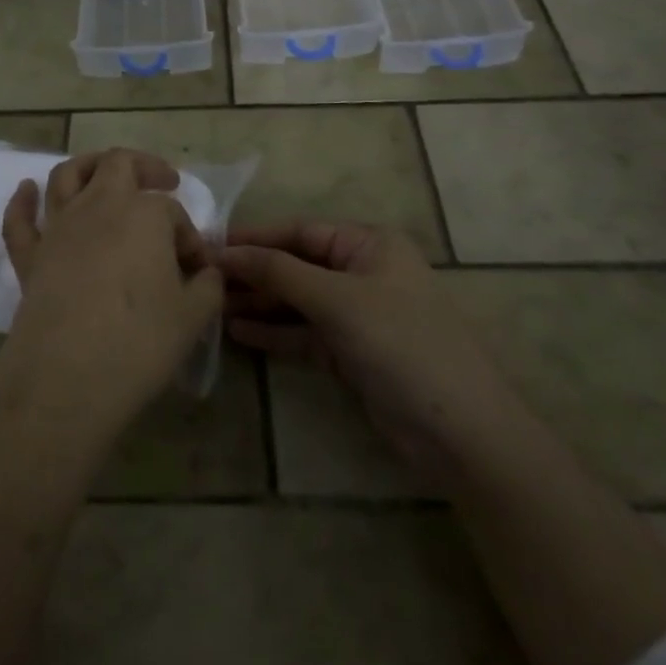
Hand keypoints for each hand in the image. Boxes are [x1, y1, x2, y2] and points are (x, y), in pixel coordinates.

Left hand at [0, 149, 223, 438]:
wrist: (67, 376)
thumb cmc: (138, 341)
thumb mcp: (192, 317)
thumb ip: (207, 287)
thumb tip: (207, 273)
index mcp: (144, 213)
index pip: (173, 213)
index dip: (189, 237)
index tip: (197, 270)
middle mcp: (99, 205)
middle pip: (118, 164)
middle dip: (144, 167)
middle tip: (163, 181)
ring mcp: (59, 227)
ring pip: (67, 175)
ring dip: (88, 166)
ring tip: (104, 172)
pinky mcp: (30, 255)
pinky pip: (19, 219)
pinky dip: (22, 201)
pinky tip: (26, 189)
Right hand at [219, 223, 506, 474]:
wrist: (460, 432)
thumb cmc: (400, 343)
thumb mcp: (337, 299)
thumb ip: (280, 272)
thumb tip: (228, 251)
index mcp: (369, 245)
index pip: (300, 232)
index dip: (256, 238)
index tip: (212, 244)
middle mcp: (362, 272)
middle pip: (297, 265)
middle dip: (255, 272)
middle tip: (205, 279)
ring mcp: (358, 315)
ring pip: (298, 301)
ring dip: (260, 303)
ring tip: (214, 305)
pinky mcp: (352, 353)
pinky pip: (305, 334)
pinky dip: (275, 332)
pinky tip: (239, 331)